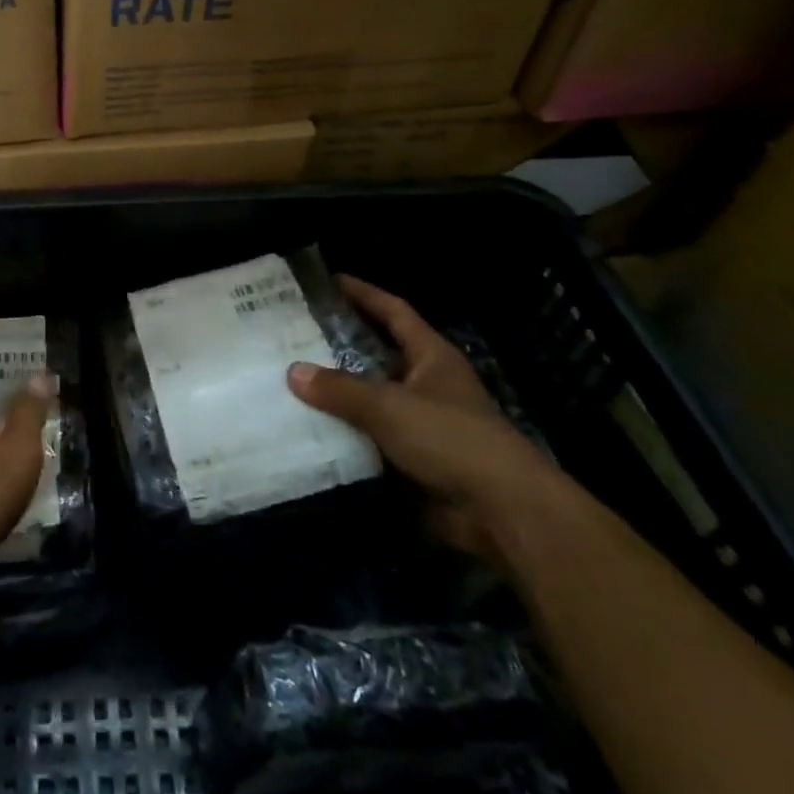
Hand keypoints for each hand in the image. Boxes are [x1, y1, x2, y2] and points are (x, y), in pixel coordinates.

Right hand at [288, 276, 562, 567]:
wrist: (502, 512)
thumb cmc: (451, 439)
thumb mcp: (389, 406)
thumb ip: (340, 389)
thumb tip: (293, 371)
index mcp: (431, 357)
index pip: (394, 312)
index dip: (364, 294)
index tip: (329, 281)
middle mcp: (428, 384)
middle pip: (379, 354)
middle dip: (341, 344)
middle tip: (296, 333)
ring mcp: (424, 424)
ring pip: (372, 399)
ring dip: (339, 394)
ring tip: (292, 380)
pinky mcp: (416, 460)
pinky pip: (371, 438)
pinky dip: (345, 434)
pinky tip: (310, 430)